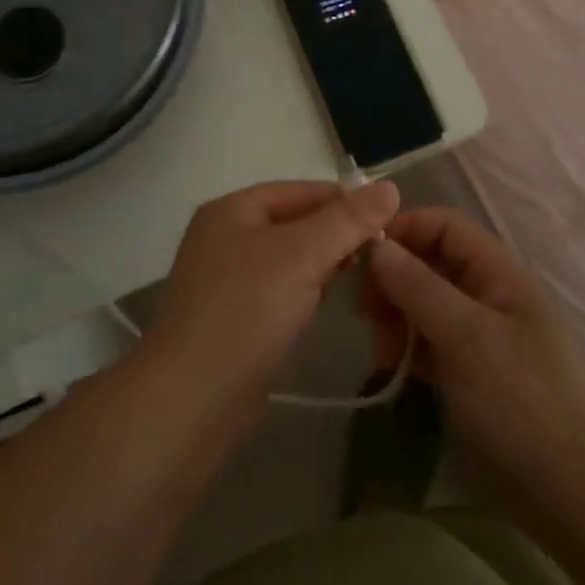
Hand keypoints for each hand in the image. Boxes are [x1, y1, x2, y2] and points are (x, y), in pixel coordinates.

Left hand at [147, 178, 399, 415]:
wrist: (193, 397)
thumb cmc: (247, 310)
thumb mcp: (303, 255)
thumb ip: (348, 221)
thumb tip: (390, 187)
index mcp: (232, 209)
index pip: (301, 190)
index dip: (344, 202)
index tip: (387, 223)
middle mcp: (224, 236)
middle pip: (294, 223)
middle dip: (335, 235)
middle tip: (377, 257)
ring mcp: (225, 278)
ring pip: (288, 259)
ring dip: (322, 265)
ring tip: (357, 280)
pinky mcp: (232, 317)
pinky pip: (278, 290)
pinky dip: (303, 292)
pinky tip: (323, 307)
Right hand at [365, 208, 584, 489]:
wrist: (570, 494)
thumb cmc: (521, 401)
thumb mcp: (467, 337)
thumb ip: (419, 286)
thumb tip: (376, 245)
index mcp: (498, 273)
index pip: (445, 226)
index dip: (404, 230)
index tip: (362, 256)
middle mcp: (487, 294)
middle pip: (429, 262)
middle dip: (393, 280)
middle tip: (365, 313)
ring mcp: (477, 334)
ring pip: (423, 303)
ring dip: (395, 317)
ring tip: (381, 352)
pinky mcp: (468, 371)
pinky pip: (427, 341)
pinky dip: (406, 347)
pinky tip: (391, 368)